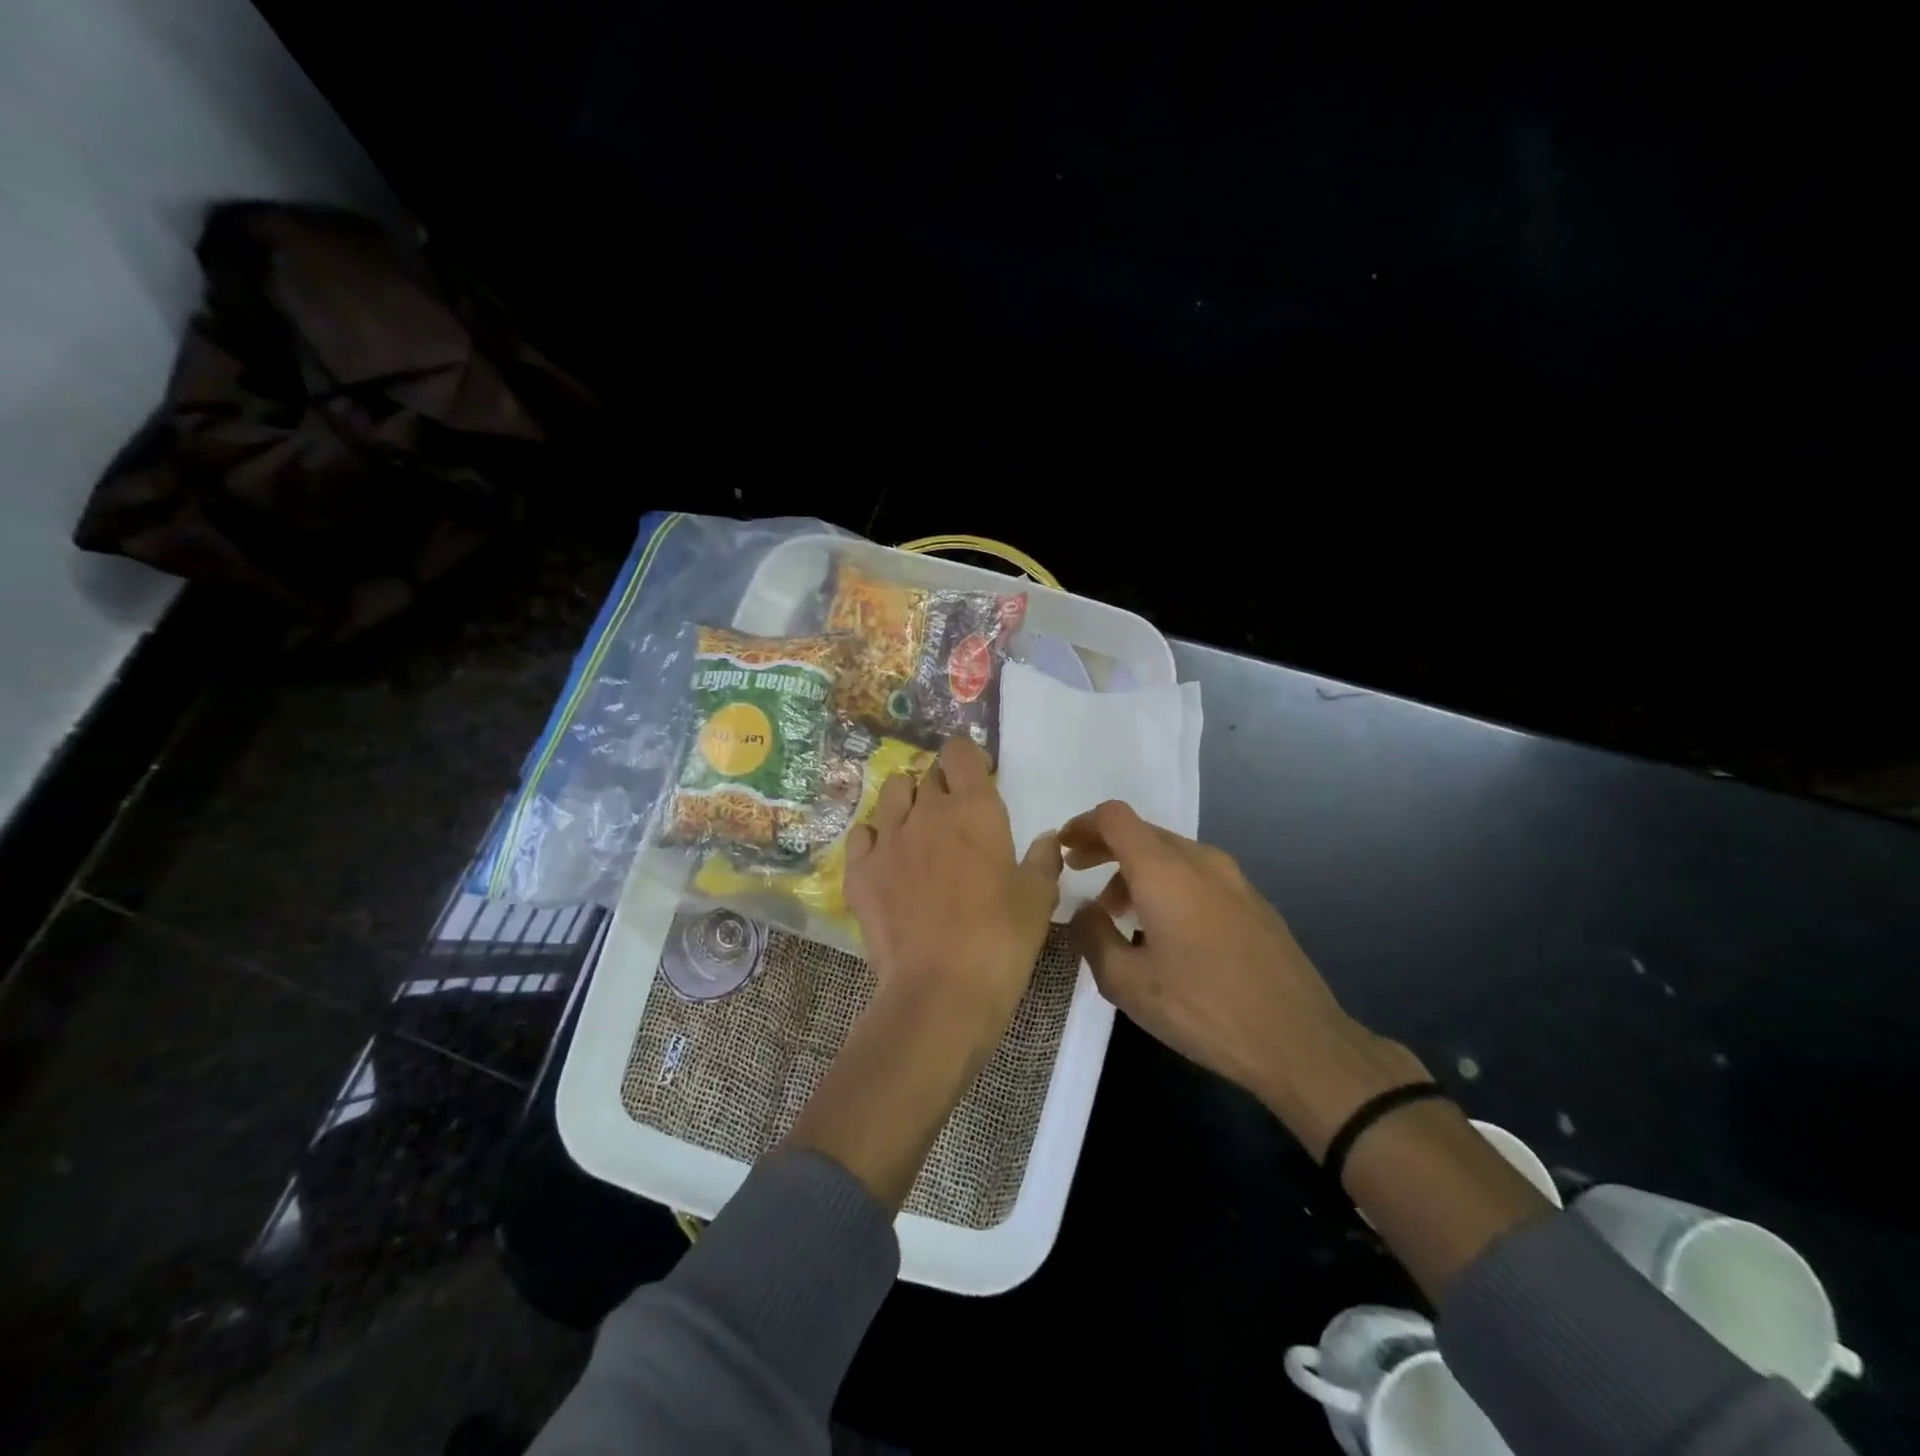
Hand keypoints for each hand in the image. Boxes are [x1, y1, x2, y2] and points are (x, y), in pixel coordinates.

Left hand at [788, 737, 1060, 1210]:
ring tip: (918, 828)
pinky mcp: (859, 871)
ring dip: (906, 800)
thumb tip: (1046, 840)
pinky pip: (861, 834)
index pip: (960, 752)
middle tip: (955, 813)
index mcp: (974, 808)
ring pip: (891, 793)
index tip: (980, 776)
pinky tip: (886, 858)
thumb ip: (1043, 860)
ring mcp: (887, 839)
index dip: (969, 756)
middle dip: (942, 782)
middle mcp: (926, 811)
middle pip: (927, 772)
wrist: (940, 991)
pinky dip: (874, 837)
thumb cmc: (1001, 939)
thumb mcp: (1038, 899)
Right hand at [1060, 800, 1427, 1156]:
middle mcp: (1200, 861)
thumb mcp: (1127, 983)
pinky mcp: (1254, 902)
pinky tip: (1165, 932)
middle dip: (1106, 850)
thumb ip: (1092, 937)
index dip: (1083, 825)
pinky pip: (1198, 876)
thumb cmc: (1203, 1008)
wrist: (1299, 1041)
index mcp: (1164, 870)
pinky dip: (1169, 886)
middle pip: (1143, 834)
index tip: (1064, 848)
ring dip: (1137, 872)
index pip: (1114, 818)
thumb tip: (1082, 911)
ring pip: (1172, 855)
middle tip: (1081, 876)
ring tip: (1120, 916)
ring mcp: (1234, 879)